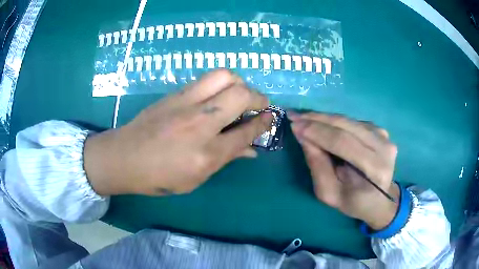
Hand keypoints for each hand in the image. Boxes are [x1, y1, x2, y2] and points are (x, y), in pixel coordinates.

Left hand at [84, 70, 272, 195]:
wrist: (124, 157)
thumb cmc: (159, 176)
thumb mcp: (196, 178)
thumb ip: (226, 159)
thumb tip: (251, 150)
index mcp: (207, 154)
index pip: (247, 131)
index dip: (264, 123)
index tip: (270, 118)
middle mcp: (200, 123)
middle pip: (240, 95)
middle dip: (258, 97)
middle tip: (259, 104)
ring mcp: (185, 103)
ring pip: (224, 76)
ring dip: (239, 83)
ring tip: (238, 95)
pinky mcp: (175, 94)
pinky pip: (205, 79)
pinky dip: (220, 84)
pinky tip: (216, 96)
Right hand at [289, 112, 399, 229]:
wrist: (379, 200)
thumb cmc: (354, 203)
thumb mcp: (329, 193)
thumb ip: (317, 165)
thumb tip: (303, 135)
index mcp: (375, 169)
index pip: (343, 142)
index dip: (317, 132)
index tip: (294, 124)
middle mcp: (384, 147)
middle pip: (346, 125)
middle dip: (317, 119)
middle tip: (294, 115)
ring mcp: (384, 136)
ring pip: (348, 120)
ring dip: (324, 118)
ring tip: (304, 118)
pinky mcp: (381, 130)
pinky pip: (353, 122)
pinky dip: (335, 122)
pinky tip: (322, 124)